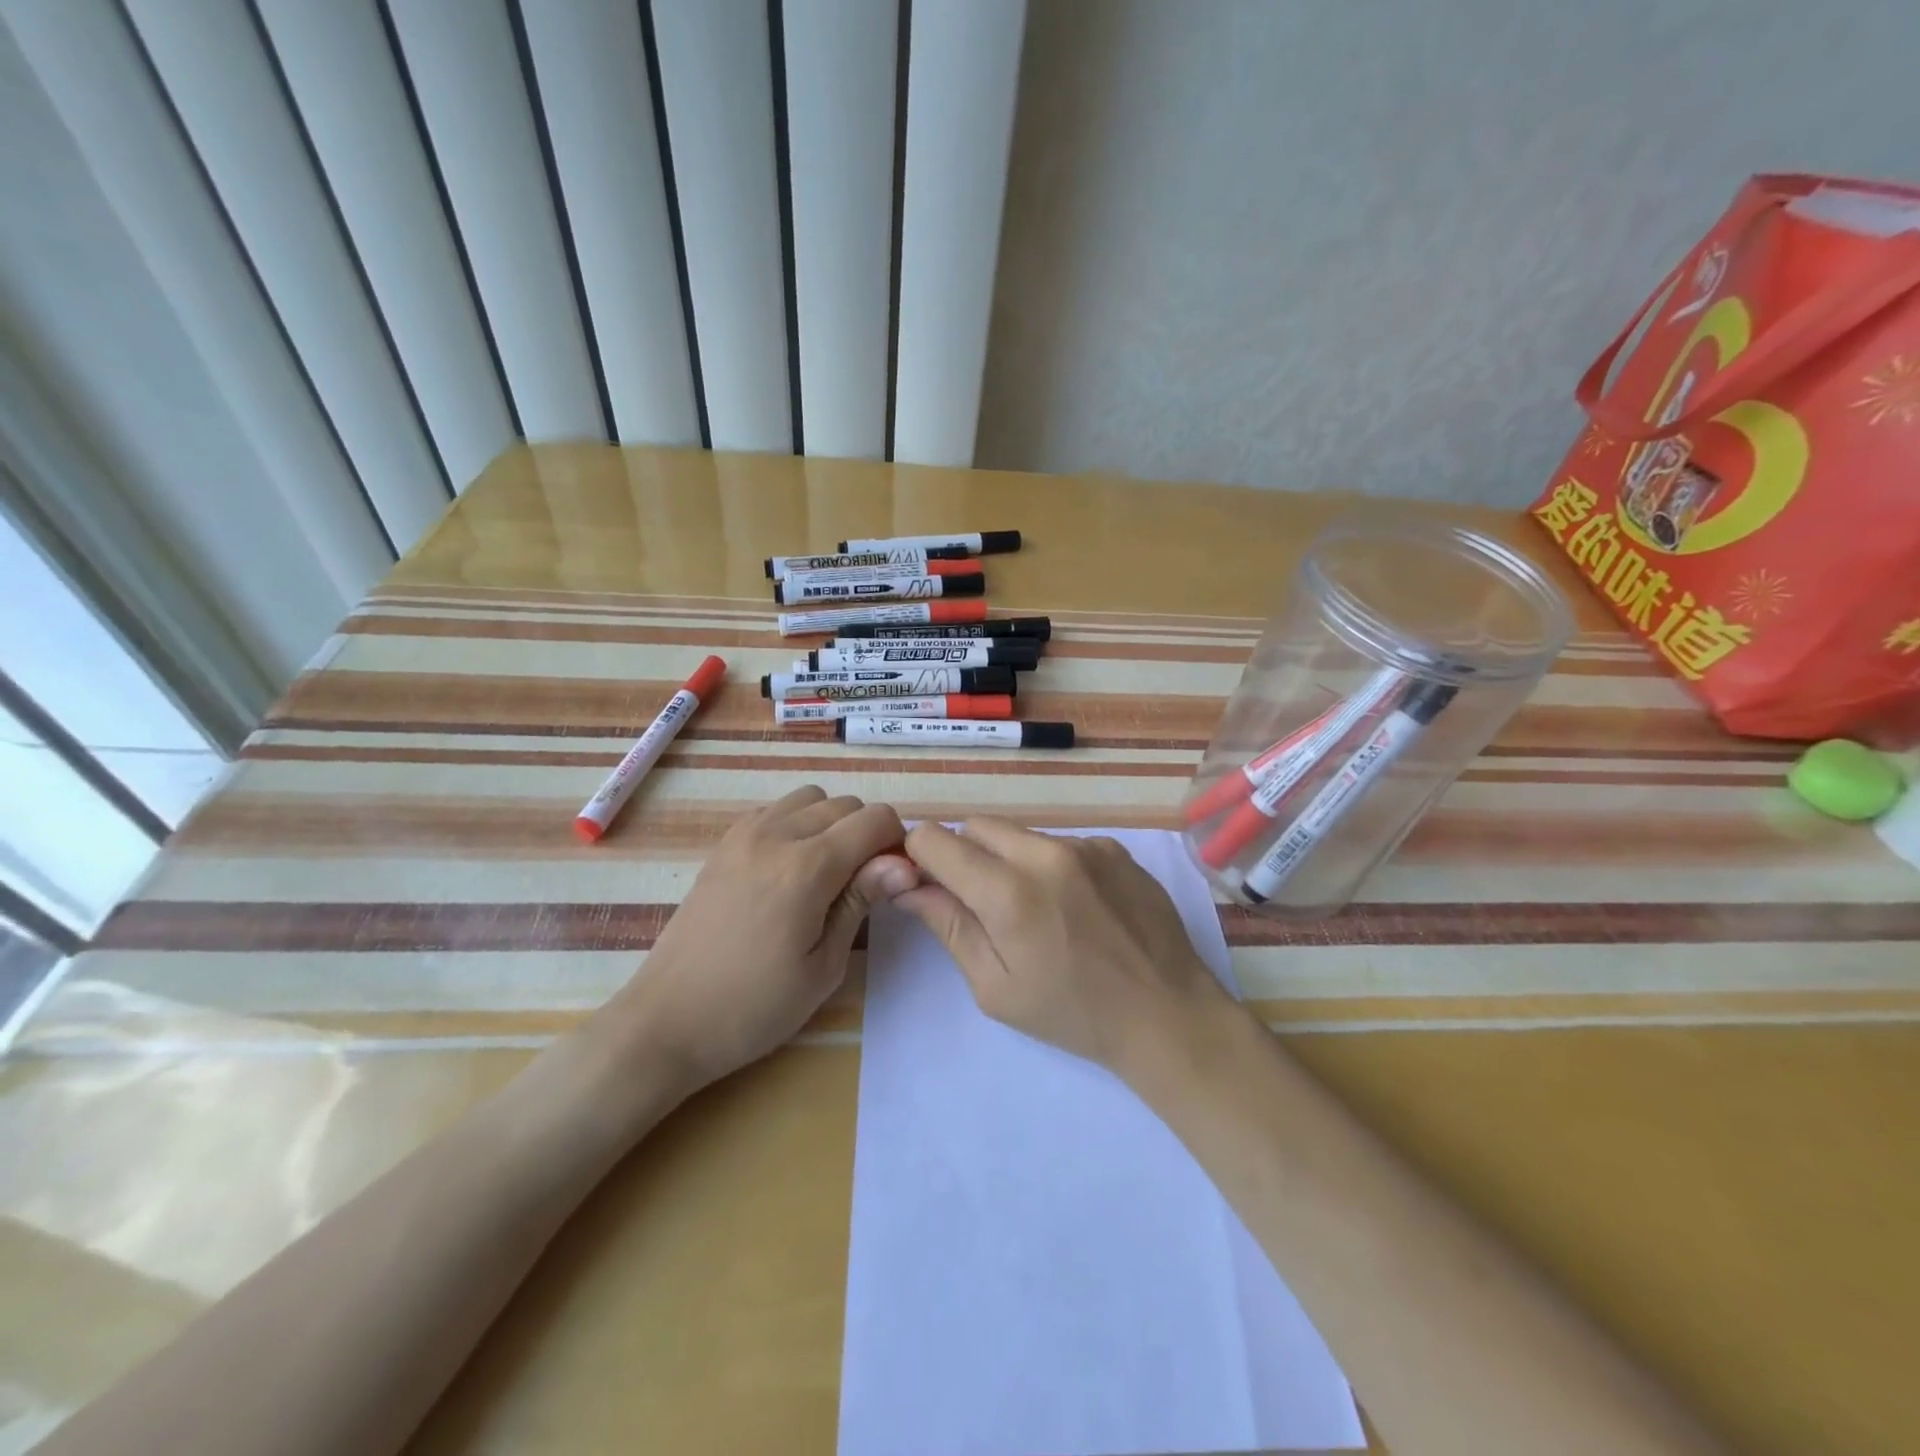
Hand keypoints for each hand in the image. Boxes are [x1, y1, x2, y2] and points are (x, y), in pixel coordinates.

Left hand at [603, 787, 917, 1097]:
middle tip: (863, 883)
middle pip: (845, 804)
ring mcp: (744, 834)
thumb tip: (904, 863)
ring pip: (810, 798)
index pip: (875, 819)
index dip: (895, 843)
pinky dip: (796, 824)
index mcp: (807, 867)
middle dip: (866, 833)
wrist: (667, 1021)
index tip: (893, 879)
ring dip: (830, 823)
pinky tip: (790, 868)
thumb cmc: (754, 1008)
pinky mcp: (723, 844)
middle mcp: (776, 835)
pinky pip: (775, 810)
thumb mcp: (823, 966)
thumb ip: (861, 901)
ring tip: (825, 873)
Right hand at [895, 818, 1235, 1081]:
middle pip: (976, 826)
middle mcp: (1045, 853)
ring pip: (1019, 834)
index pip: (935, 840)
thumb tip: (907, 886)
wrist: (1167, 1014)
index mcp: (1008, 893)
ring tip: (1034, 909)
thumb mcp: (995, 987)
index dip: (919, 858)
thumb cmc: (1073, 1013)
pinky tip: (1074, 906)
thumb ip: (949, 926)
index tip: (927, 885)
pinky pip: (1061, 843)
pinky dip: (1050, 865)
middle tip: (979, 903)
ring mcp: (1086, 845)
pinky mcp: (1114, 848)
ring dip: (1008, 860)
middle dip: (963, 855)